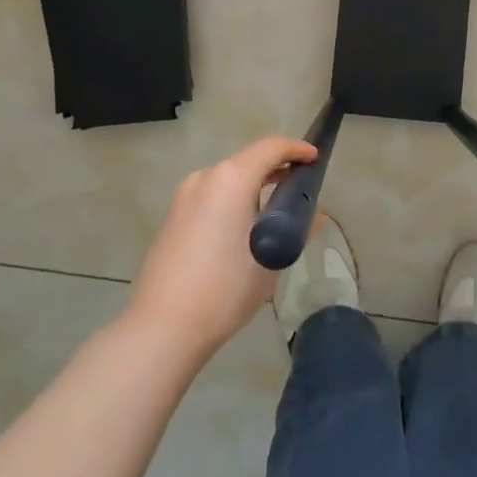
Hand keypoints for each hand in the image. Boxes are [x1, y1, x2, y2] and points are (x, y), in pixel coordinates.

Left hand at [123, 135, 316, 363]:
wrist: (162, 327)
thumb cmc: (226, 288)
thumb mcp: (272, 259)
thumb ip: (297, 230)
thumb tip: (314, 216)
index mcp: (231, 178)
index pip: (270, 148)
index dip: (296, 148)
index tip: (314, 158)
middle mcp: (205, 177)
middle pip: (247, 160)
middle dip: (275, 168)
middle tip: (299, 186)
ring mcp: (184, 197)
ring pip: (227, 179)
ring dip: (252, 186)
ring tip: (274, 209)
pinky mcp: (172, 217)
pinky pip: (211, 196)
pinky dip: (232, 200)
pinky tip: (242, 228)